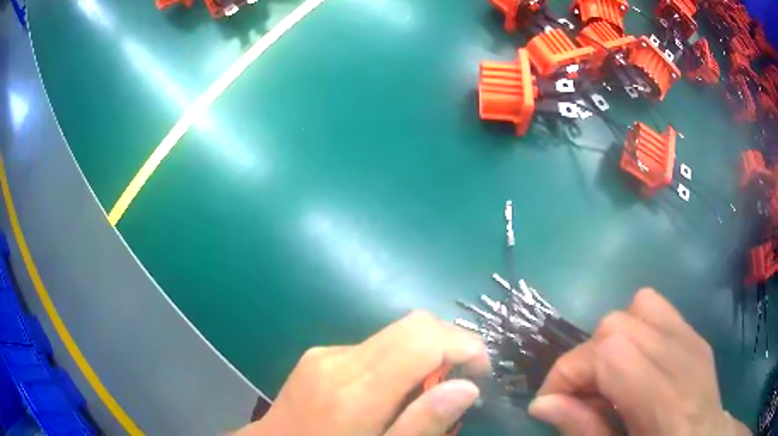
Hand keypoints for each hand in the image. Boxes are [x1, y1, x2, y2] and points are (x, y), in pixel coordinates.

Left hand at [234, 311, 490, 435]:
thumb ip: (424, 424)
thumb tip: (468, 386)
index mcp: (354, 392)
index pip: (422, 338)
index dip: (464, 345)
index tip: (480, 372)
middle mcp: (338, 361)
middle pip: (412, 325)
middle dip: (449, 345)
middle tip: (458, 383)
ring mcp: (324, 354)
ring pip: (394, 334)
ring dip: (423, 356)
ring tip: (424, 394)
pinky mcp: (318, 355)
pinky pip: (372, 348)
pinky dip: (396, 362)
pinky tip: (390, 392)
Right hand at [528, 288, 749, 435]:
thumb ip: (583, 430)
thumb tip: (542, 402)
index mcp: (666, 400)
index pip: (610, 354)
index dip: (568, 372)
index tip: (550, 402)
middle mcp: (683, 356)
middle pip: (618, 325)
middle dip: (586, 359)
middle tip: (581, 396)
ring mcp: (693, 339)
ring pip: (637, 308)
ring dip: (611, 341)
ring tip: (610, 378)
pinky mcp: (695, 334)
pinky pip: (658, 310)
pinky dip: (635, 329)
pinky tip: (636, 363)